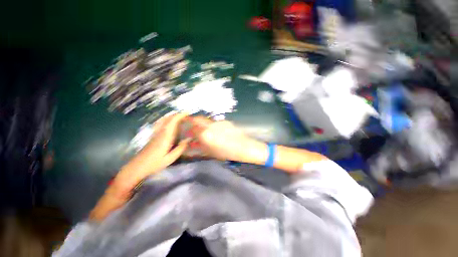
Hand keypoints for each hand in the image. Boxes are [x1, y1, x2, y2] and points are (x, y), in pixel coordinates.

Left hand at [115, 112, 189, 193]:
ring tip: (180, 117)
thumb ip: (180, 148)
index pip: (172, 121)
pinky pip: (160, 123)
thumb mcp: (170, 158)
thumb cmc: (154, 164)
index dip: (180, 115)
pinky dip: (167, 120)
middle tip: (186, 116)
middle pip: (168, 118)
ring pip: (163, 120)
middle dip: (177, 114)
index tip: (188, 113)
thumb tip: (189, 139)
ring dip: (172, 116)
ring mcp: (155, 133)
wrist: (137, 167)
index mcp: (165, 136)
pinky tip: (169, 123)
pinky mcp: (153, 135)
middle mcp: (160, 132)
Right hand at [188, 117, 266, 163]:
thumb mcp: (210, 151)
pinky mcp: (226, 122)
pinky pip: (216, 123)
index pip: (192, 128)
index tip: (187, 130)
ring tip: (207, 132)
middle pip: (198, 119)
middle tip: (192, 126)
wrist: (244, 147)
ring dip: (204, 125)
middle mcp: (211, 125)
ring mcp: (219, 122)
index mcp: (206, 134)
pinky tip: (218, 132)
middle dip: (193, 121)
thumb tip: (192, 143)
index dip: (188, 128)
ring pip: (208, 121)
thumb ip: (199, 146)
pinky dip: (213, 126)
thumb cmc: (226, 153)